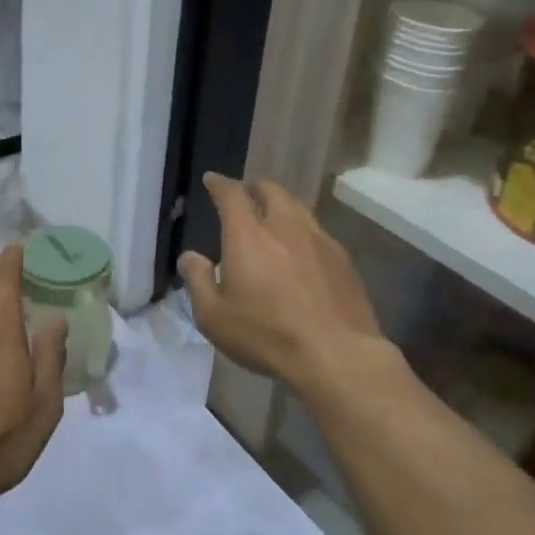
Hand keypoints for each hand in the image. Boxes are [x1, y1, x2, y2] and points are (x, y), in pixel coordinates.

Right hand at [179, 172, 385, 389]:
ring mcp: (319, 240)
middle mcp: (285, 226)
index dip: (220, 184)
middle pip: (271, 190)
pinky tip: (302, 251)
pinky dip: (302, 231)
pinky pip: (318, 232)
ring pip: (298, 207)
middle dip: (254, 188)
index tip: (212, 180)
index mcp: (248, 235)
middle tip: (245, 195)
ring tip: (273, 218)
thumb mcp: (214, 316)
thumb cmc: (267, 334)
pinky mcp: (343, 259)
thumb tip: (190, 257)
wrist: (337, 354)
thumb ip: (198, 280)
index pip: (232, 195)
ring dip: (281, 205)